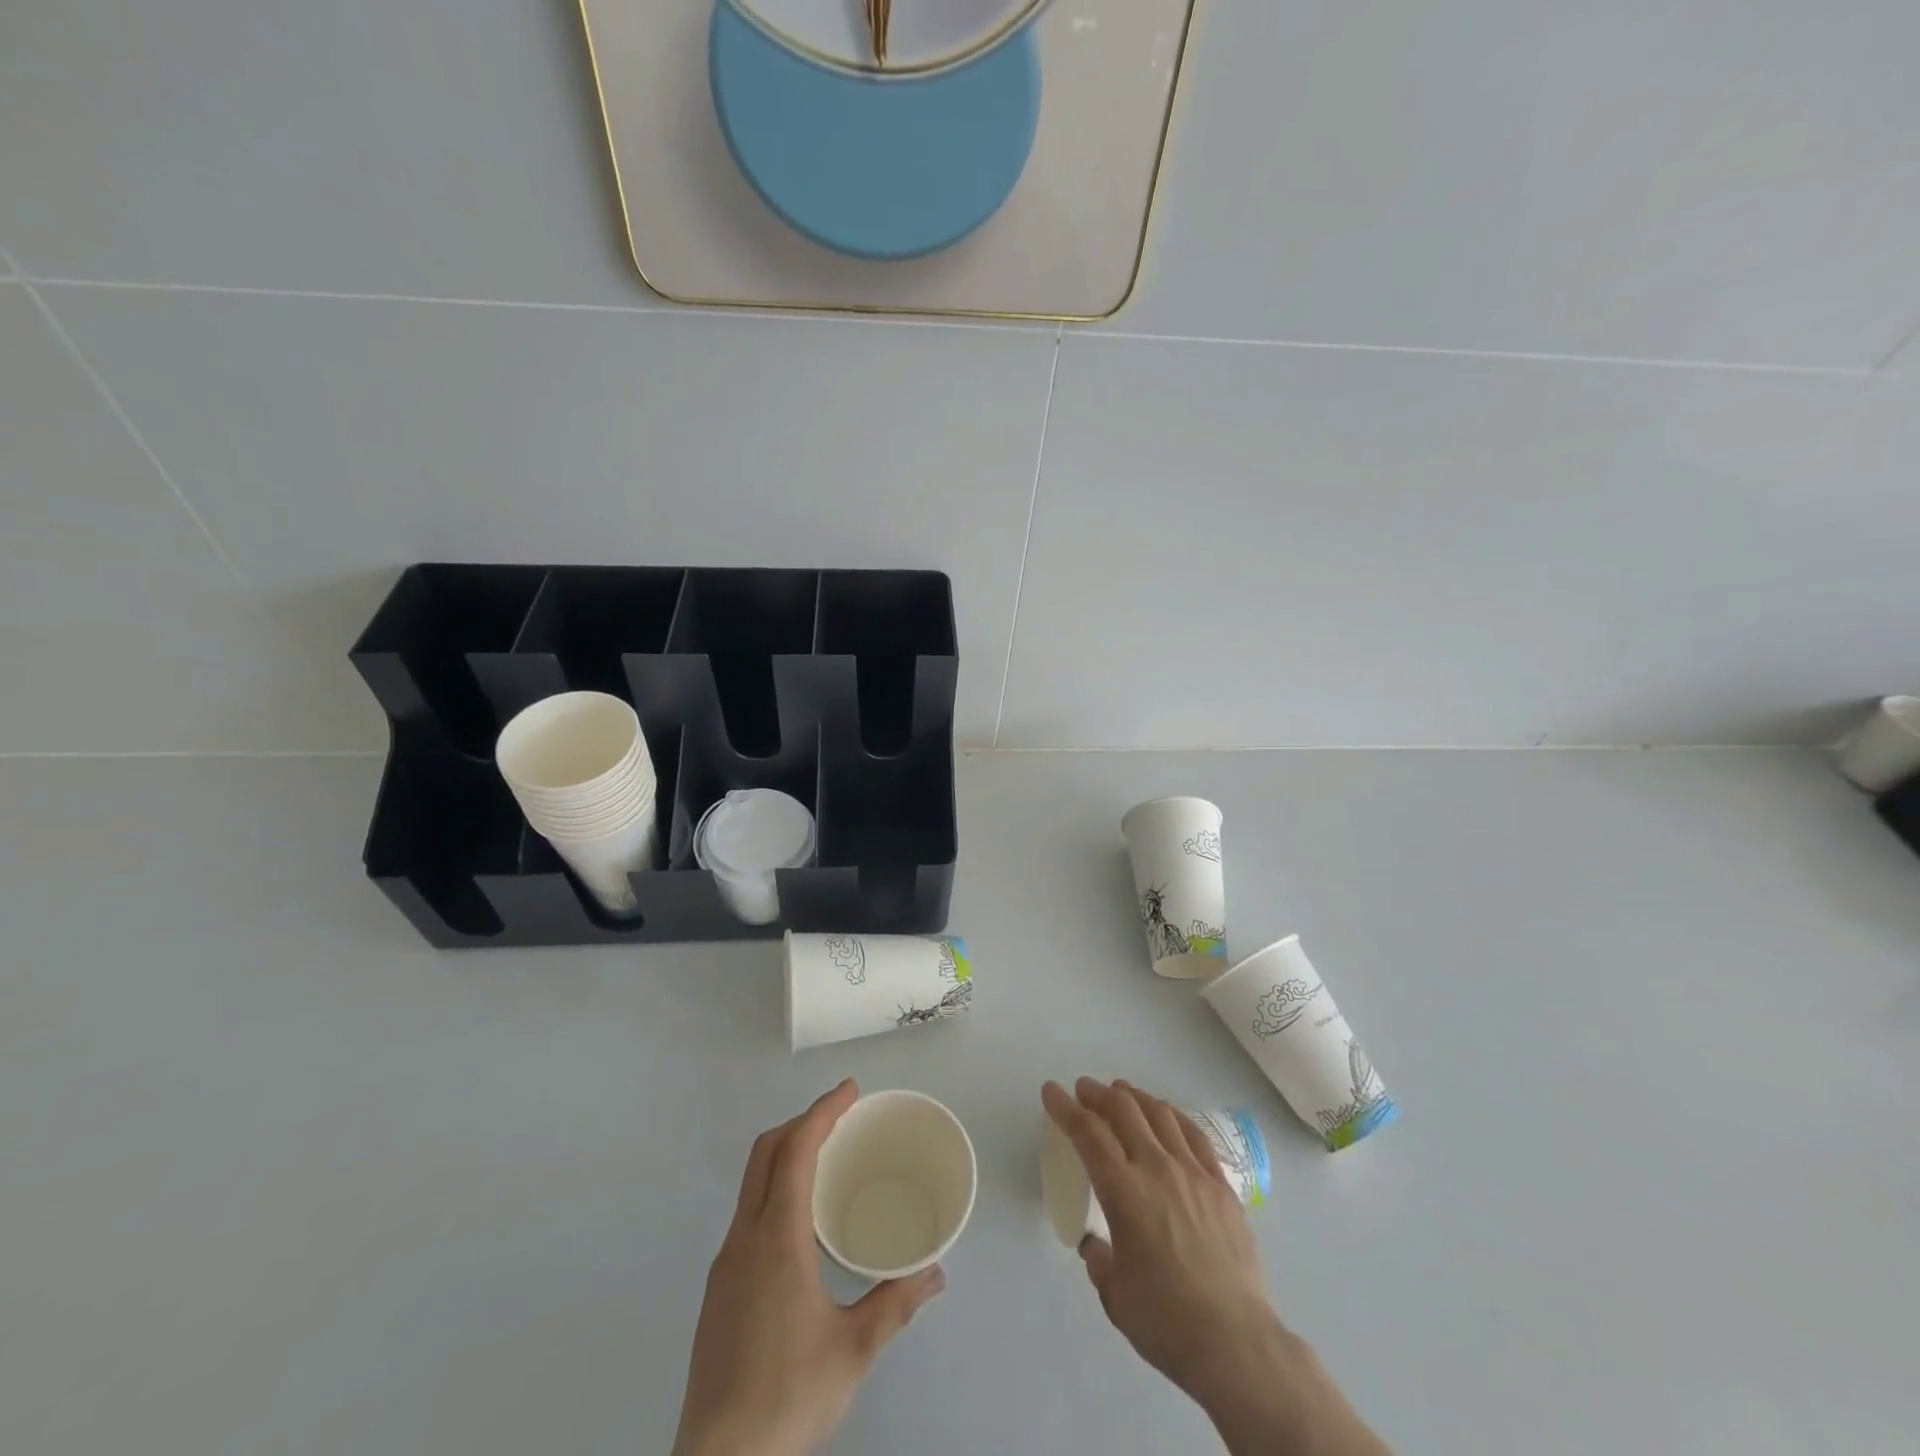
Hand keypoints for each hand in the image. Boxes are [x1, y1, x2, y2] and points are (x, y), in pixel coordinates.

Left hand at [673, 1079, 944, 1455]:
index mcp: (776, 1239)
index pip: (795, 1151)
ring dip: (785, 1155)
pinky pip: (748, 1213)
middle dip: (801, 1122)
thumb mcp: (854, 1350)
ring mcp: (725, 1264)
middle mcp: (744, 1238)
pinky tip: (799, 1225)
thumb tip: (936, 1273)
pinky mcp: (718, 1290)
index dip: (823, 1111)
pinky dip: (774, 1189)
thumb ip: (896, 1304)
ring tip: (825, 1162)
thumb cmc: (788, 1397)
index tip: (850, 1090)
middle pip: (765, 1153)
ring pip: (752, 1183)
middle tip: (841, 1117)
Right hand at [1042, 1078, 1391, 1455]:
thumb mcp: (1114, 1295)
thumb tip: (1095, 1243)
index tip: (1051, 1091)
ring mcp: (1193, 1173)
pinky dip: (1173, 1116)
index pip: (1087, 1133)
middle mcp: (1157, 1169)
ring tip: (1121, 1093)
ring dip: (1134, 1097)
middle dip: (1098, 1093)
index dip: (1065, 1107)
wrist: (1237, 1344)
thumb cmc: (1166, 1323)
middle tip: (1084, 1089)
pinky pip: (1194, 1135)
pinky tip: (1166, 1115)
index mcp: (1124, 1192)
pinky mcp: (1221, 1185)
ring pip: (1159, 1114)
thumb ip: (1099, 1260)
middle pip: (1124, 1110)